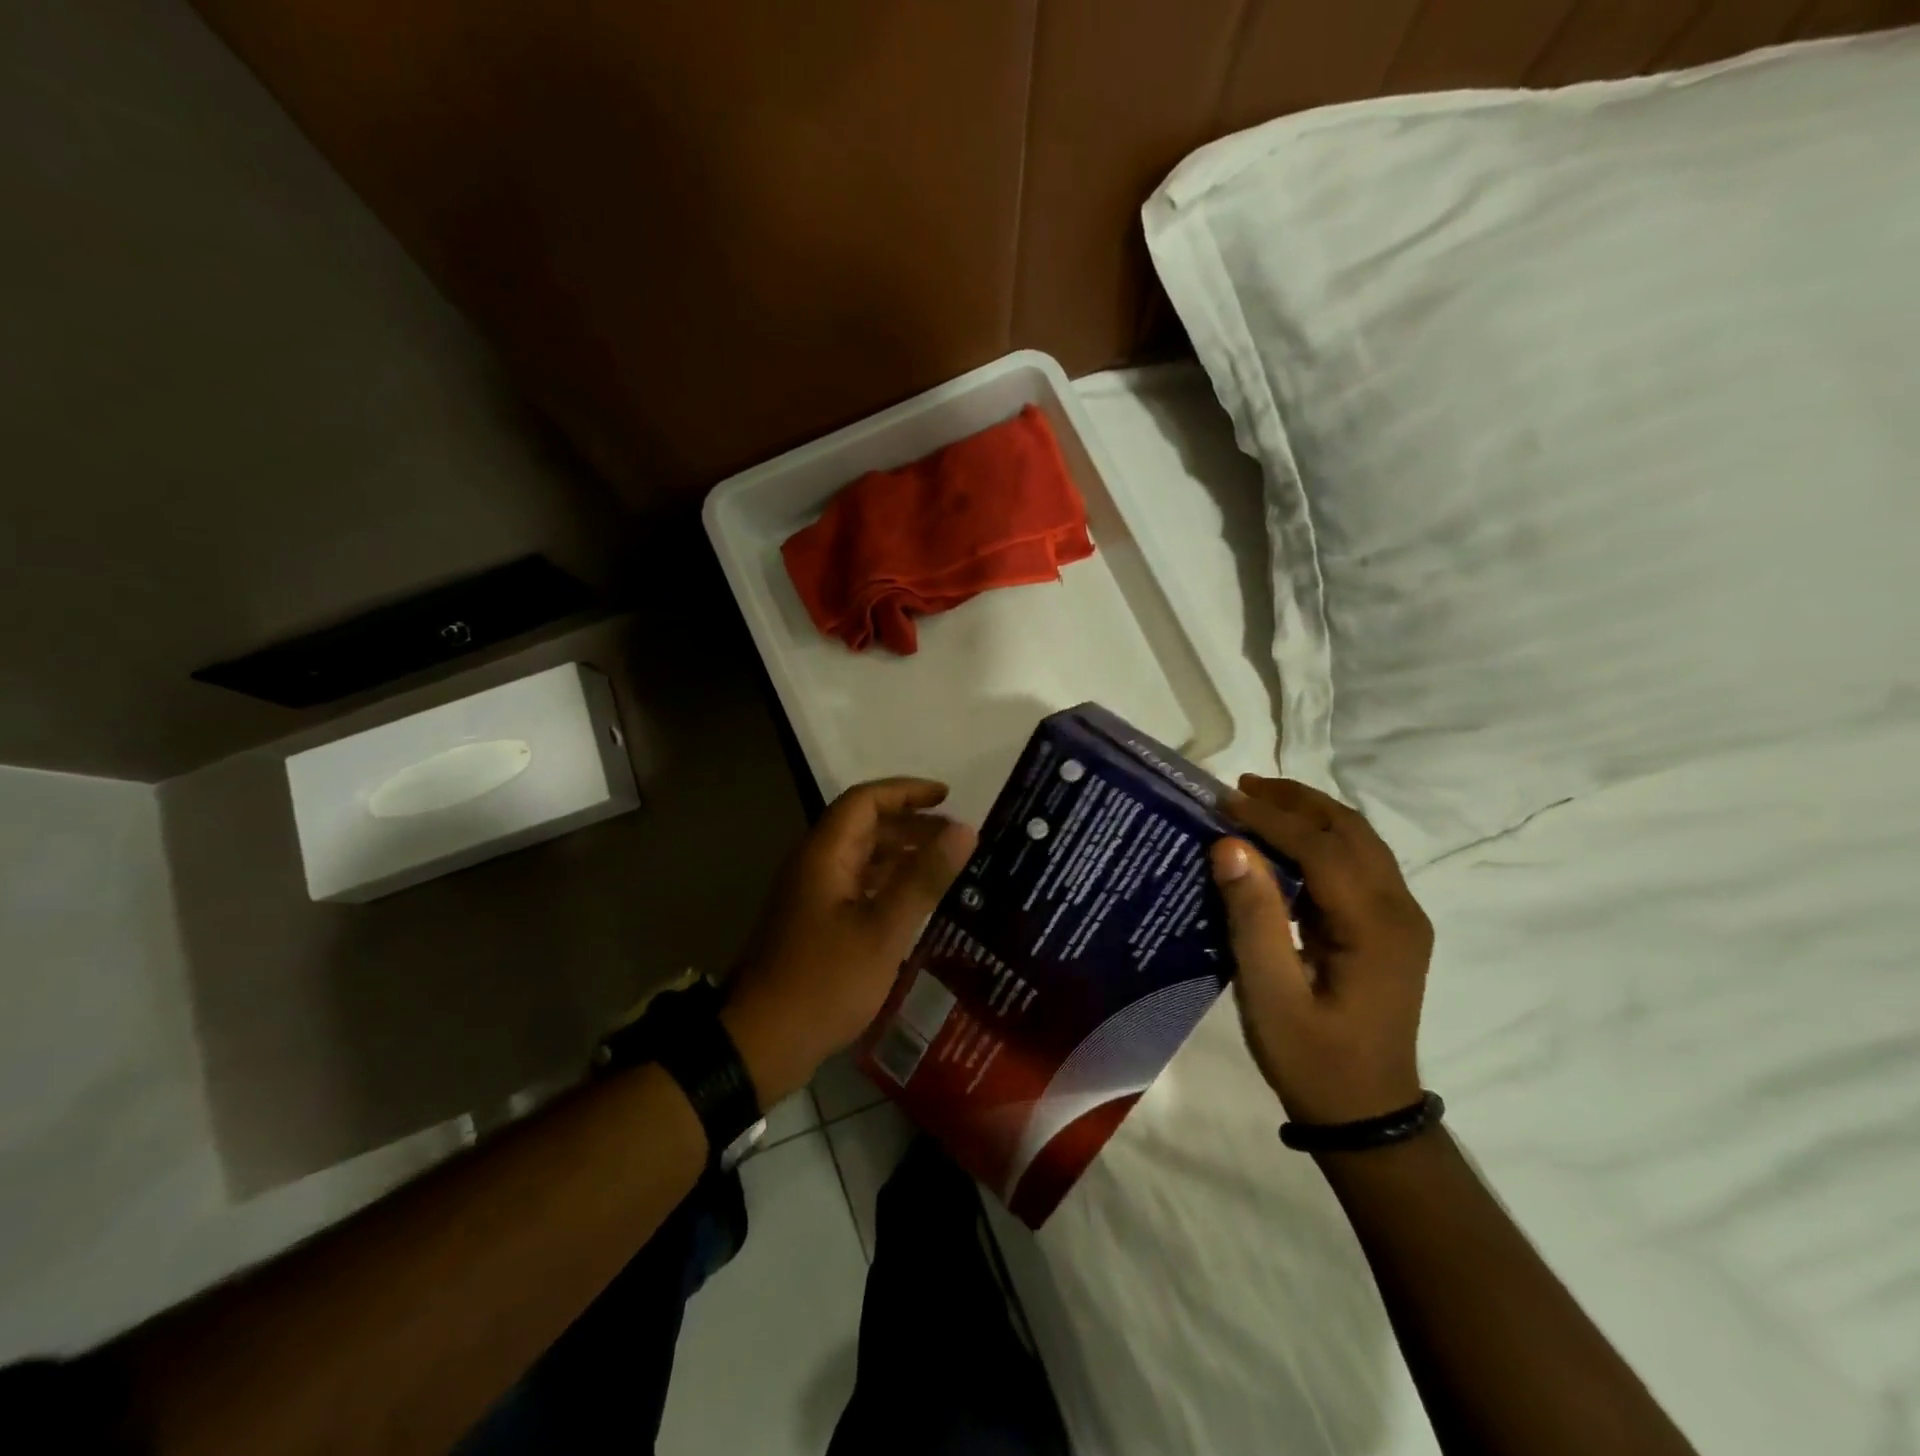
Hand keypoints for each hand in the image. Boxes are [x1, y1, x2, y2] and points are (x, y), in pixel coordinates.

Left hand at [722, 778, 976, 1106]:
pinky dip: (888, 884)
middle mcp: (815, 865)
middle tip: (956, 836)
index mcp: (824, 854)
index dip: (907, 792)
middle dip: (910, 824)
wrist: (762, 1043)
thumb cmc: (825, 981)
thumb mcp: (883, 929)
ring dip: (901, 854)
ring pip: (861, 858)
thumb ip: (924, 877)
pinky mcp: (815, 924)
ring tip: (945, 866)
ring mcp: (812, 896)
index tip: (948, 797)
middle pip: (863, 826)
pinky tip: (917, 903)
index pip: (865, 800)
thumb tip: (965, 829)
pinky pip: (857, 887)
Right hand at [1208, 776, 1433, 1125]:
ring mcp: (1402, 918)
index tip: (1222, 801)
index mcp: (1374, 925)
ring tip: (1257, 803)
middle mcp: (1400, 910)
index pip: (1321, 847)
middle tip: (1239, 787)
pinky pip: (1358, 864)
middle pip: (1350, 830)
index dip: (1270, 818)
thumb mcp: (1270, 995)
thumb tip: (1230, 847)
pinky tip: (1282, 846)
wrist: (1368, 1116)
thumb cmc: (1313, 1059)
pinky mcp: (1391, 928)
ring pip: (1359, 841)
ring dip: (1309, 815)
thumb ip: (1253, 918)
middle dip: (1294, 801)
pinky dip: (1319, 840)